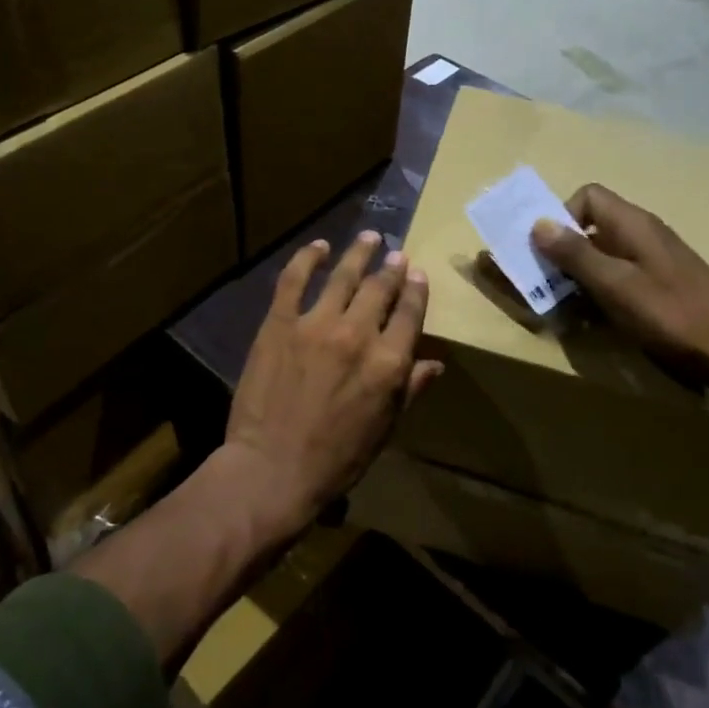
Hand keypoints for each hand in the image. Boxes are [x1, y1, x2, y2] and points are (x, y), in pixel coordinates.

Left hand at [222, 231, 441, 537]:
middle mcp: (358, 334)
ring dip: (359, 253)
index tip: (418, 274)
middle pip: (380, 288)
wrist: (273, 469)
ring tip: (369, 237)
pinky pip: (294, 279)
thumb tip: (435, 363)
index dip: (416, 290)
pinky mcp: (280, 323)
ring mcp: (316, 324)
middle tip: (396, 255)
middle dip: (392, 268)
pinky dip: (307, 258)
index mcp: (389, 363)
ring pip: (344, 276)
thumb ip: (410, 390)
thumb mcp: (384, 429)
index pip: (410, 314)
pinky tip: (318, 246)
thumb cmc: (336, 460)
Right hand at [531, 184, 708, 388]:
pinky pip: (617, 278)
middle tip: (544, 284)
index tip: (550, 252)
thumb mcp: (616, 285)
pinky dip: (599, 292)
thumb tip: (538, 224)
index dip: (562, 217)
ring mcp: (652, 261)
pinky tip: (595, 319)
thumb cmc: (674, 315)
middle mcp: (642, 234)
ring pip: (601, 255)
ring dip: (578, 276)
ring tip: (564, 306)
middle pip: (590, 226)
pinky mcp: (659, 286)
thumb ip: (576, 254)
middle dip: (562, 251)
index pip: (588, 196)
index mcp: (632, 224)